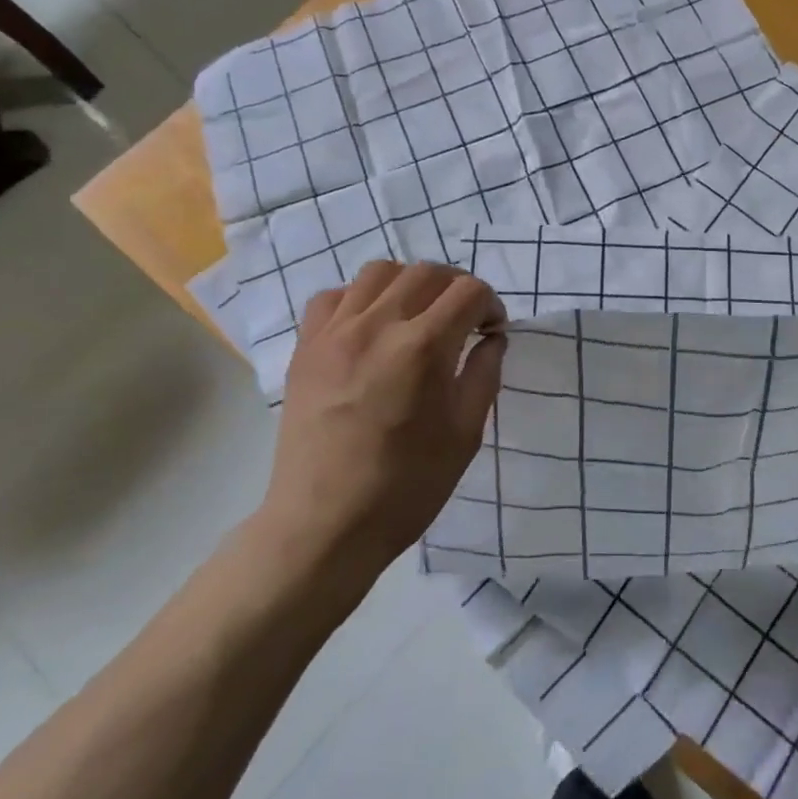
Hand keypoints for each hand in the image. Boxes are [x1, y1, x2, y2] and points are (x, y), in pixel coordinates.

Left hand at [258, 261, 505, 578]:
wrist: (324, 526)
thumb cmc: (406, 487)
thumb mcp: (465, 434)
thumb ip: (484, 374)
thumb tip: (491, 338)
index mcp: (423, 348)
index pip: (469, 291)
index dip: (490, 305)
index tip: (492, 331)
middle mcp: (377, 326)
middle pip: (427, 272)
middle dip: (457, 287)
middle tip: (464, 320)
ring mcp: (335, 334)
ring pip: (379, 272)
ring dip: (410, 284)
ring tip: (417, 315)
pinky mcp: (306, 348)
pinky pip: (333, 296)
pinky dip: (360, 298)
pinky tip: (371, 327)